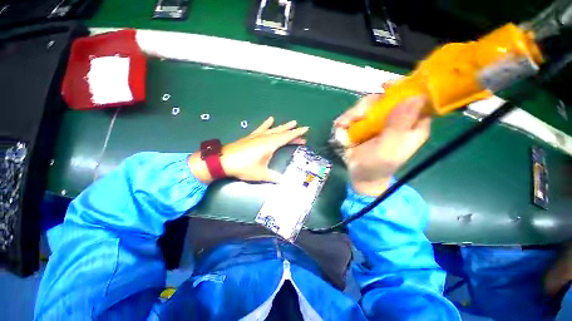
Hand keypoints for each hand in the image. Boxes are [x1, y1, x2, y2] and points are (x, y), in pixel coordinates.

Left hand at [189, 117, 308, 183]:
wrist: (223, 161)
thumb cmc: (243, 167)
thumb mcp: (261, 174)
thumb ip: (274, 177)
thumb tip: (285, 182)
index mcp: (270, 144)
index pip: (287, 137)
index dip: (297, 133)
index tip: (306, 129)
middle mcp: (265, 137)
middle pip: (282, 133)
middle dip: (293, 132)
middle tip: (302, 132)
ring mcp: (258, 136)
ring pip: (274, 129)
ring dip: (283, 127)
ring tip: (292, 122)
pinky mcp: (251, 136)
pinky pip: (261, 128)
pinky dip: (267, 124)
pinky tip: (270, 119)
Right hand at [334, 92, 430, 195]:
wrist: (359, 175)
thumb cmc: (377, 166)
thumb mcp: (389, 149)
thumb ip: (399, 126)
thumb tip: (414, 97)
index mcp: (412, 125)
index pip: (417, 98)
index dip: (405, 87)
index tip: (386, 86)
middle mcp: (396, 119)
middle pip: (385, 98)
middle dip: (368, 105)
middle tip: (356, 116)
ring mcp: (378, 121)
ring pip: (367, 105)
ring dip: (353, 114)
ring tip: (344, 126)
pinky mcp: (363, 124)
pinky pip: (355, 114)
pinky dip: (346, 119)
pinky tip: (341, 127)